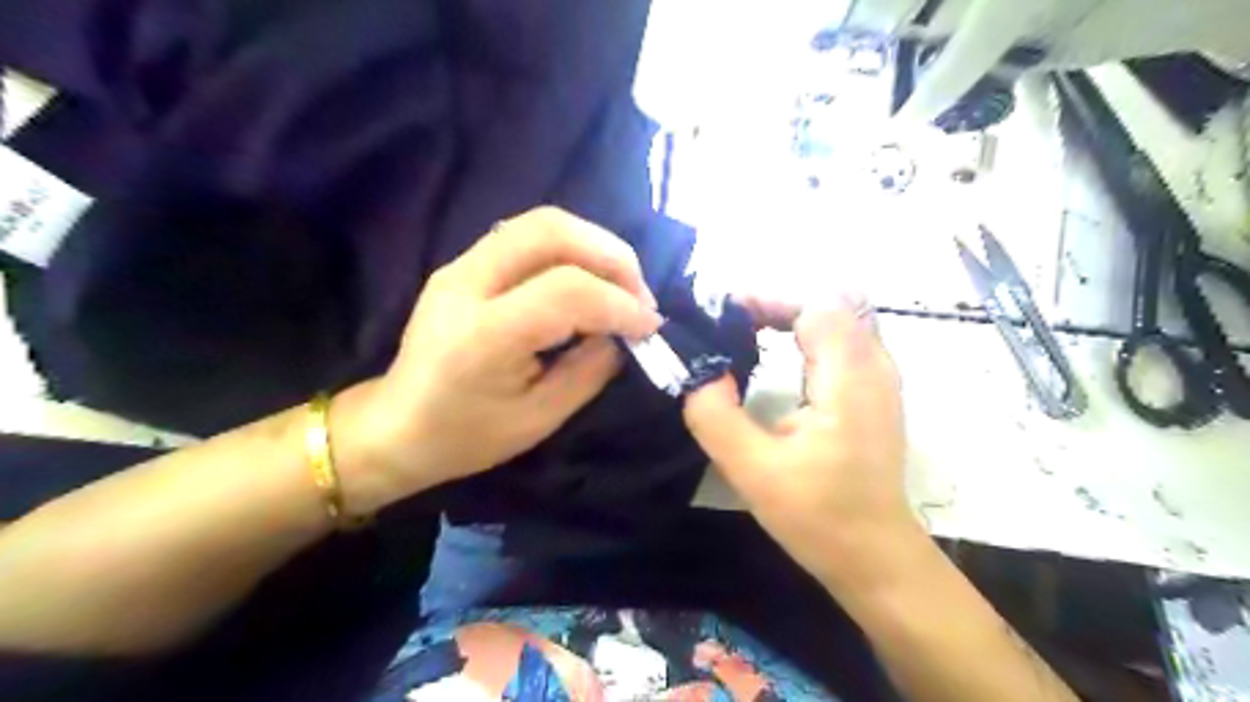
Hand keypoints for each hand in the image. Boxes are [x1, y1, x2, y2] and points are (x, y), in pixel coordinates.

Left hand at [331, 206, 663, 512]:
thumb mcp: (540, 418)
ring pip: (540, 222)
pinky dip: (571, 249)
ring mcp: (460, 265)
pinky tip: (587, 279)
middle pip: (552, 231)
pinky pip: (527, 236)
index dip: (620, 303)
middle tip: (639, 296)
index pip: (567, 291)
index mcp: (484, 335)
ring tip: (620, 284)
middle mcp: (467, 283)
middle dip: (612, 256)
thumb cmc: (467, 437)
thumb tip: (623, 333)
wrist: (396, 426)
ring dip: (594, 245)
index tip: (649, 327)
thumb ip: (590, 370)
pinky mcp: (463, 263)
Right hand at [682, 300, 909, 590]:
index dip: (768, 300)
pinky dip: (807, 333)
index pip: (815, 306)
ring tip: (746, 330)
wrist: (876, 555)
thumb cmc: (818, 517)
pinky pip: (843, 338)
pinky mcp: (875, 391)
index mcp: (848, 380)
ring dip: (792, 315)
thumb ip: (715, 416)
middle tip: (729, 322)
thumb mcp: (752, 471)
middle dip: (776, 302)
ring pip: (839, 317)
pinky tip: (779, 353)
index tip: (722, 315)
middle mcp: (874, 367)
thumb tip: (699, 370)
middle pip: (829, 303)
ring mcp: (881, 377)